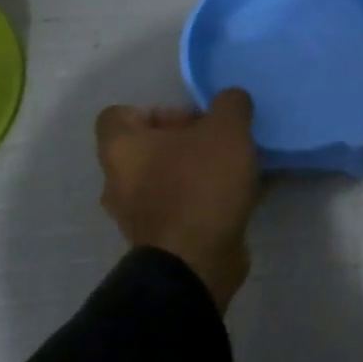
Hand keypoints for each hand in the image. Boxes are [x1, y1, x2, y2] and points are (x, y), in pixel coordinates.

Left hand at [95, 92, 260, 313]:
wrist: (197, 261)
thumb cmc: (201, 185)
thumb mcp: (227, 130)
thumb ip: (231, 104)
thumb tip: (231, 100)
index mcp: (121, 148)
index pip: (119, 115)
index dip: (158, 111)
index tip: (195, 120)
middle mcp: (119, 181)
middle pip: (149, 148)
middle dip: (188, 142)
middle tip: (223, 143)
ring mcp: (138, 214)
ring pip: (169, 179)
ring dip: (200, 172)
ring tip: (239, 170)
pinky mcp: (163, 239)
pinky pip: (185, 206)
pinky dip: (208, 199)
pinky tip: (244, 196)